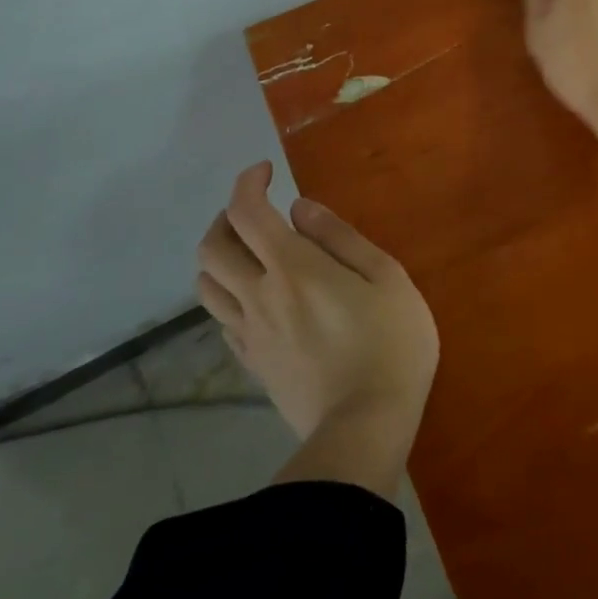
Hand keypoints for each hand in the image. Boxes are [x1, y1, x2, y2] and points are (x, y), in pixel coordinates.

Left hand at [196, 163, 438, 442]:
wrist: (364, 426)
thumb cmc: (391, 343)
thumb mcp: (386, 277)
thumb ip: (341, 238)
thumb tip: (300, 209)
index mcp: (293, 268)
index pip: (248, 213)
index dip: (248, 183)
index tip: (267, 171)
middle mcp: (259, 295)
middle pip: (211, 247)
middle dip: (226, 216)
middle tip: (258, 210)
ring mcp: (249, 333)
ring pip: (206, 285)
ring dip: (220, 256)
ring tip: (252, 251)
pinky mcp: (251, 364)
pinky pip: (222, 320)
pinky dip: (230, 294)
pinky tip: (260, 296)